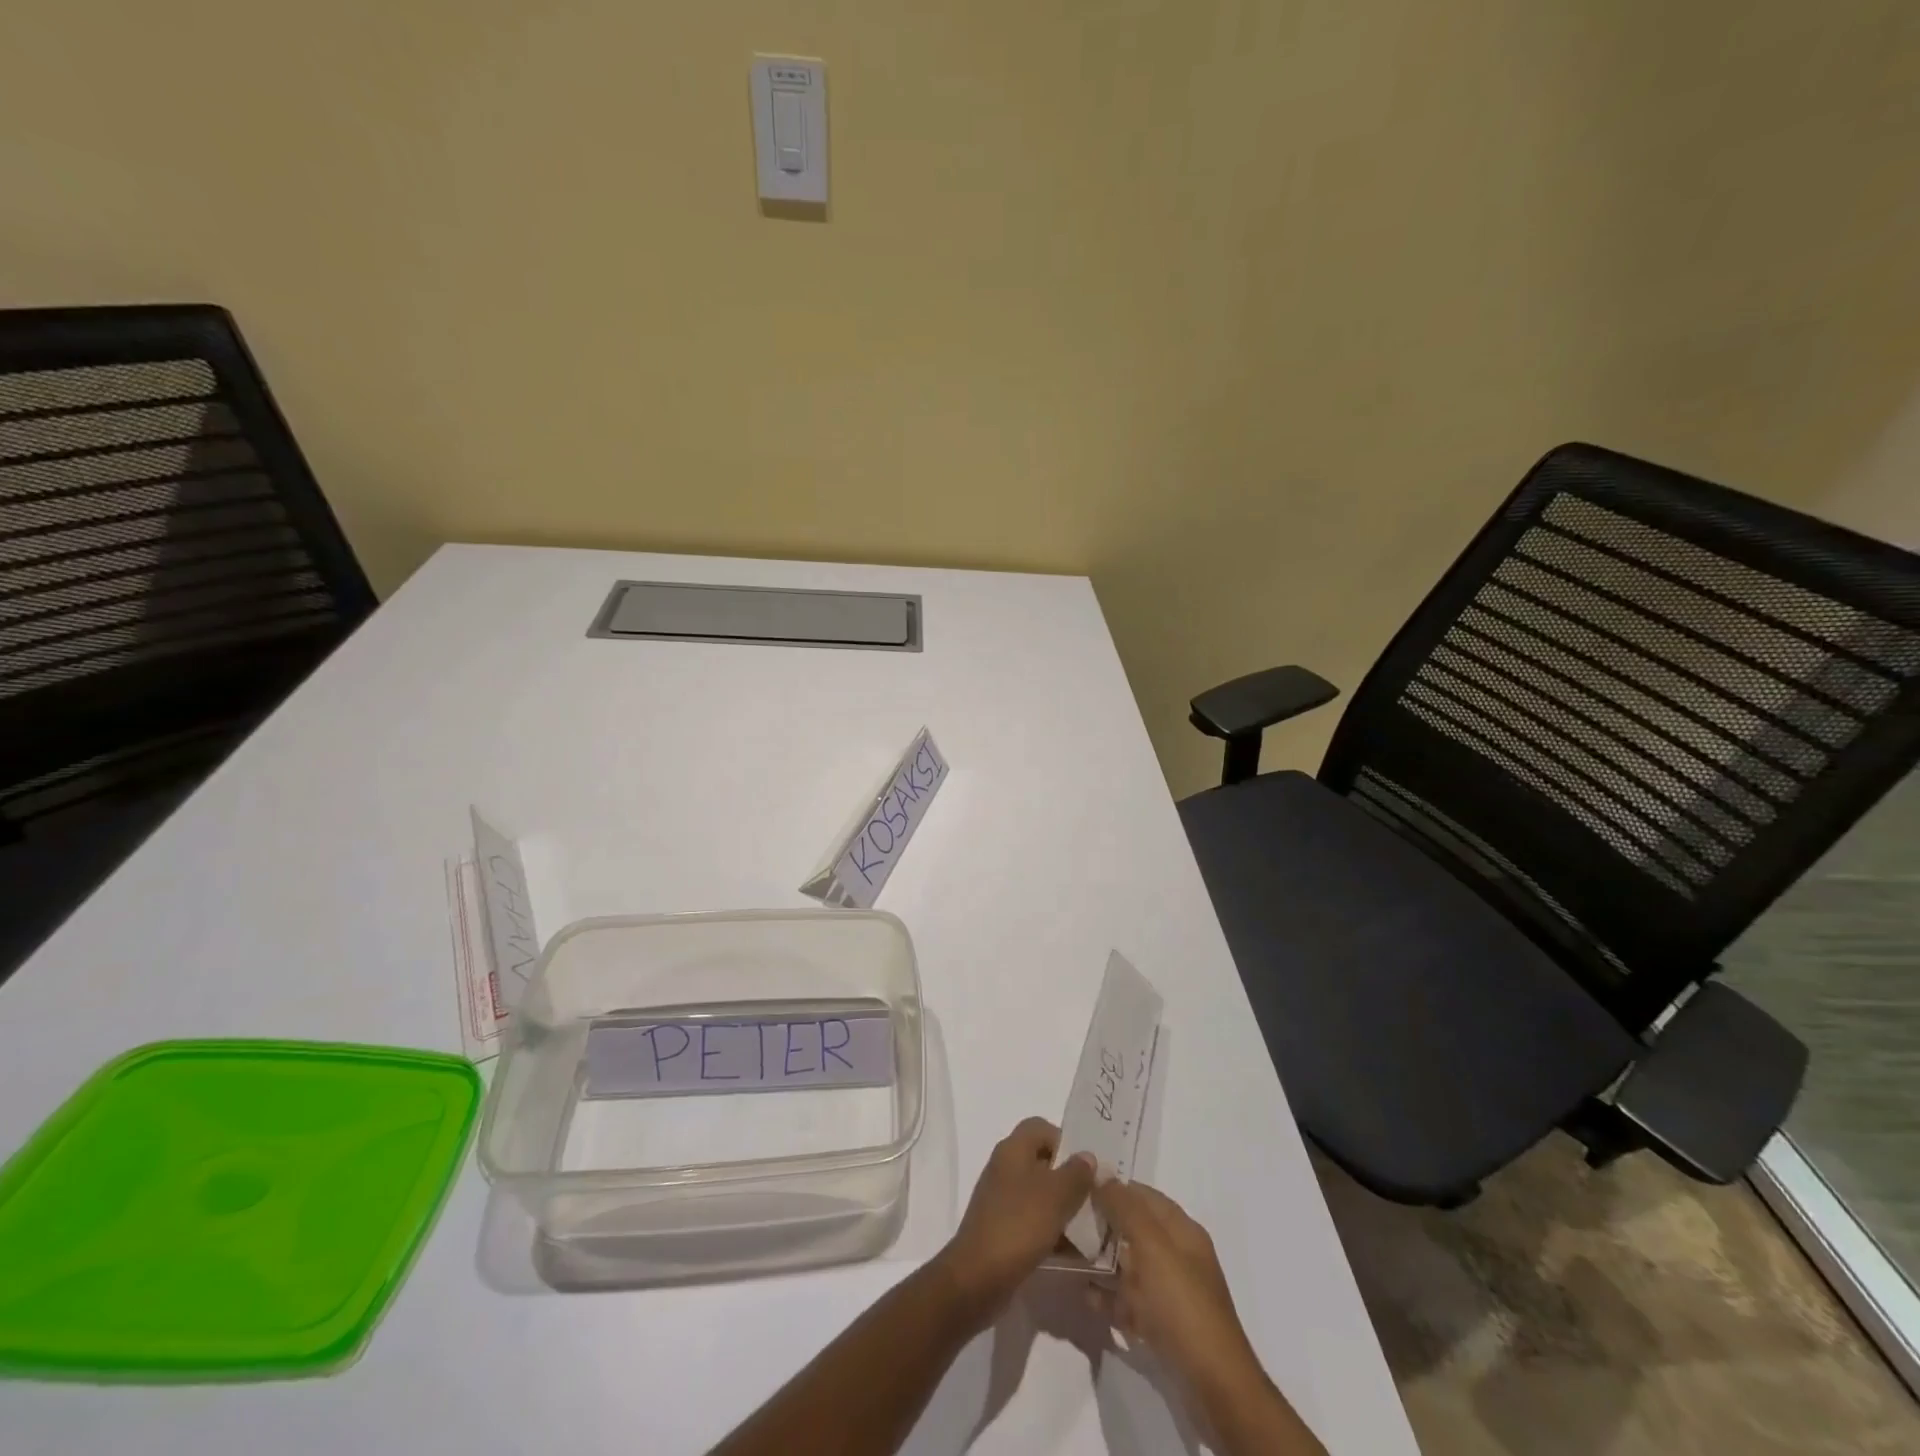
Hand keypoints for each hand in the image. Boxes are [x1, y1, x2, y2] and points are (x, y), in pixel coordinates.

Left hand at [938, 1117, 1095, 1324]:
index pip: (1041, 1127)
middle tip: (1095, 1198)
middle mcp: (1005, 1168)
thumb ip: (1076, 1173)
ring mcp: (1002, 1199)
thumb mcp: (1055, 1196)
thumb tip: (1088, 1156)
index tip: (1086, 1167)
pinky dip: (1052, 1231)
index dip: (1065, 1140)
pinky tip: (1073, 1252)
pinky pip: (1033, 1221)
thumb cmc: (1018, 1225)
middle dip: (1069, 1178)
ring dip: (1064, 1208)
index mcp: (1013, 1150)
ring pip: (1040, 1194)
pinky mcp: (1003, 1229)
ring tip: (1091, 1229)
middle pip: (1043, 1161)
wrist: (977, 1277)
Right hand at [1088, 1180, 1259, 1388]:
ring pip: (1130, 1265)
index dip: (1113, 1188)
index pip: (1143, 1195)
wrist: (1214, 1385)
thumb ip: (1125, 1208)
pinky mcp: (1163, 1324)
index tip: (1078, 1187)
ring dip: (1103, 1261)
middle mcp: (1178, 1255)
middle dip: (1104, 1224)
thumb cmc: (1182, 1305)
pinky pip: (1131, 1301)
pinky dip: (1110, 1296)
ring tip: (1070, 1257)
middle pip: (1135, 1229)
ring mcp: (1171, 1292)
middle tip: (1068, 1223)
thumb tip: (1102, 1172)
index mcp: (1182, 1230)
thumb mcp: (1152, 1247)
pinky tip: (1086, 1296)